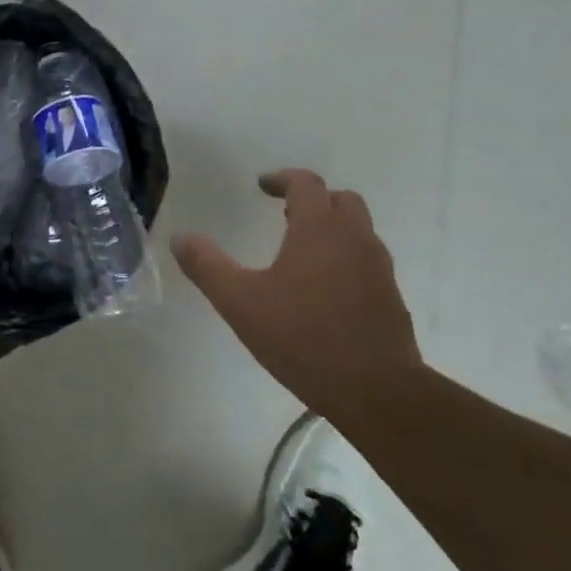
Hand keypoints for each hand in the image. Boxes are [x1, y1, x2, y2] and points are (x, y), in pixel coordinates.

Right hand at [171, 170, 421, 420]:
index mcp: (320, 229)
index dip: (282, 179)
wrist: (377, 391)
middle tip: (284, 215)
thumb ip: (207, 266)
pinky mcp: (390, 297)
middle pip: (339, 200)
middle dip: (311, 200)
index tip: (262, 186)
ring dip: (331, 227)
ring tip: (300, 251)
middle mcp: (355, 238)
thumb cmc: (303, 338)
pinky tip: (323, 289)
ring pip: (357, 229)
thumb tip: (180, 237)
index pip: (305, 183)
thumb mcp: (240, 302)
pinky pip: (365, 259)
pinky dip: (344, 256)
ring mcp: (378, 268)